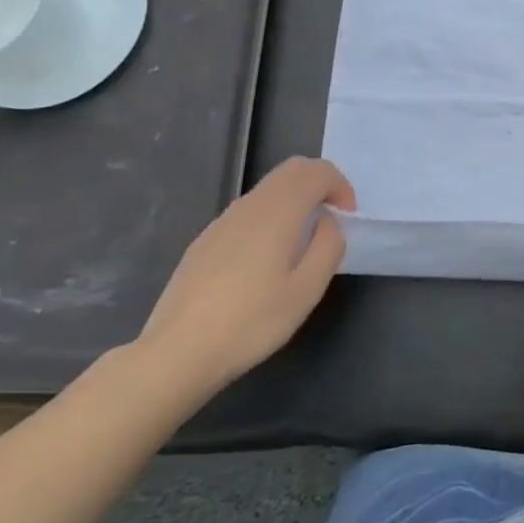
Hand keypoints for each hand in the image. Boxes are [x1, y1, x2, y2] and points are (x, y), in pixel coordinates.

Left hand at [131, 157, 355, 403]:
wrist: (177, 353)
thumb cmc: (251, 322)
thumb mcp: (307, 290)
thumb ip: (328, 246)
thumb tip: (327, 222)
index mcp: (278, 212)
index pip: (317, 171)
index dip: (340, 187)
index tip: (346, 219)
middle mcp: (249, 206)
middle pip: (292, 170)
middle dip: (320, 185)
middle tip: (332, 220)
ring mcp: (222, 221)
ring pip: (268, 189)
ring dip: (295, 200)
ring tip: (302, 243)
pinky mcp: (205, 240)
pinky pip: (248, 211)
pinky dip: (271, 216)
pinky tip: (265, 261)